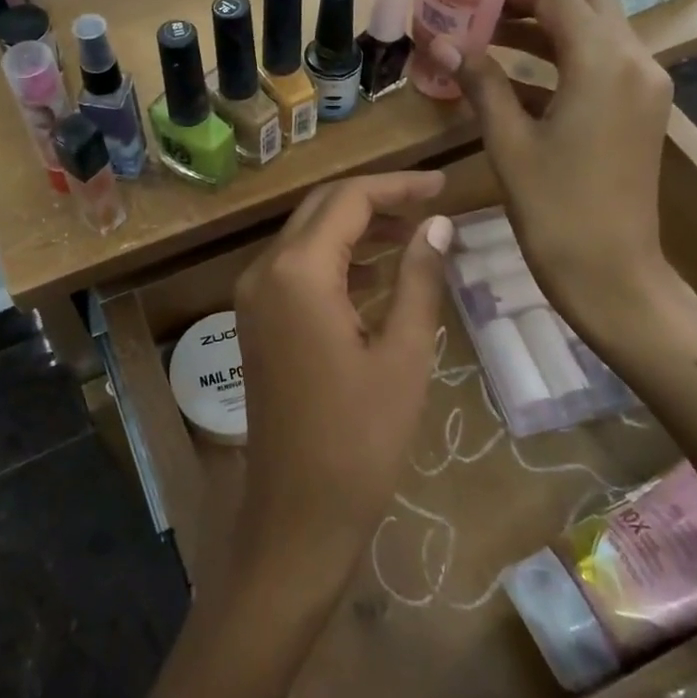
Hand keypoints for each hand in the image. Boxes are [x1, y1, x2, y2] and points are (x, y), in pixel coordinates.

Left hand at [232, 173, 452, 602]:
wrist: (298, 512)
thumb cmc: (360, 438)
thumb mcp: (404, 354)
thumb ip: (418, 278)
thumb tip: (439, 224)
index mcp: (298, 272)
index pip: (348, 199)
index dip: (398, 186)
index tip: (443, 184)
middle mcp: (264, 271)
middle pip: (321, 208)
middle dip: (376, 198)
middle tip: (431, 203)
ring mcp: (253, 295)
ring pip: (307, 236)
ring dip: (356, 227)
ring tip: (414, 233)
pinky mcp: (256, 319)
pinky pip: (296, 268)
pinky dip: (335, 258)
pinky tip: (376, 272)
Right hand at [432, 0, 674, 346]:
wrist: (612, 274)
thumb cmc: (555, 209)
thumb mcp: (509, 141)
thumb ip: (480, 83)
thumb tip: (441, 43)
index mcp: (604, 64)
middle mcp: (635, 63)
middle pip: (588, 5)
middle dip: (535, 2)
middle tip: (483, 14)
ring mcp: (644, 89)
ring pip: (598, 33)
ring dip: (548, 30)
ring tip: (490, 39)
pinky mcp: (641, 112)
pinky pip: (604, 65)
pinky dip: (564, 59)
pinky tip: (518, 79)